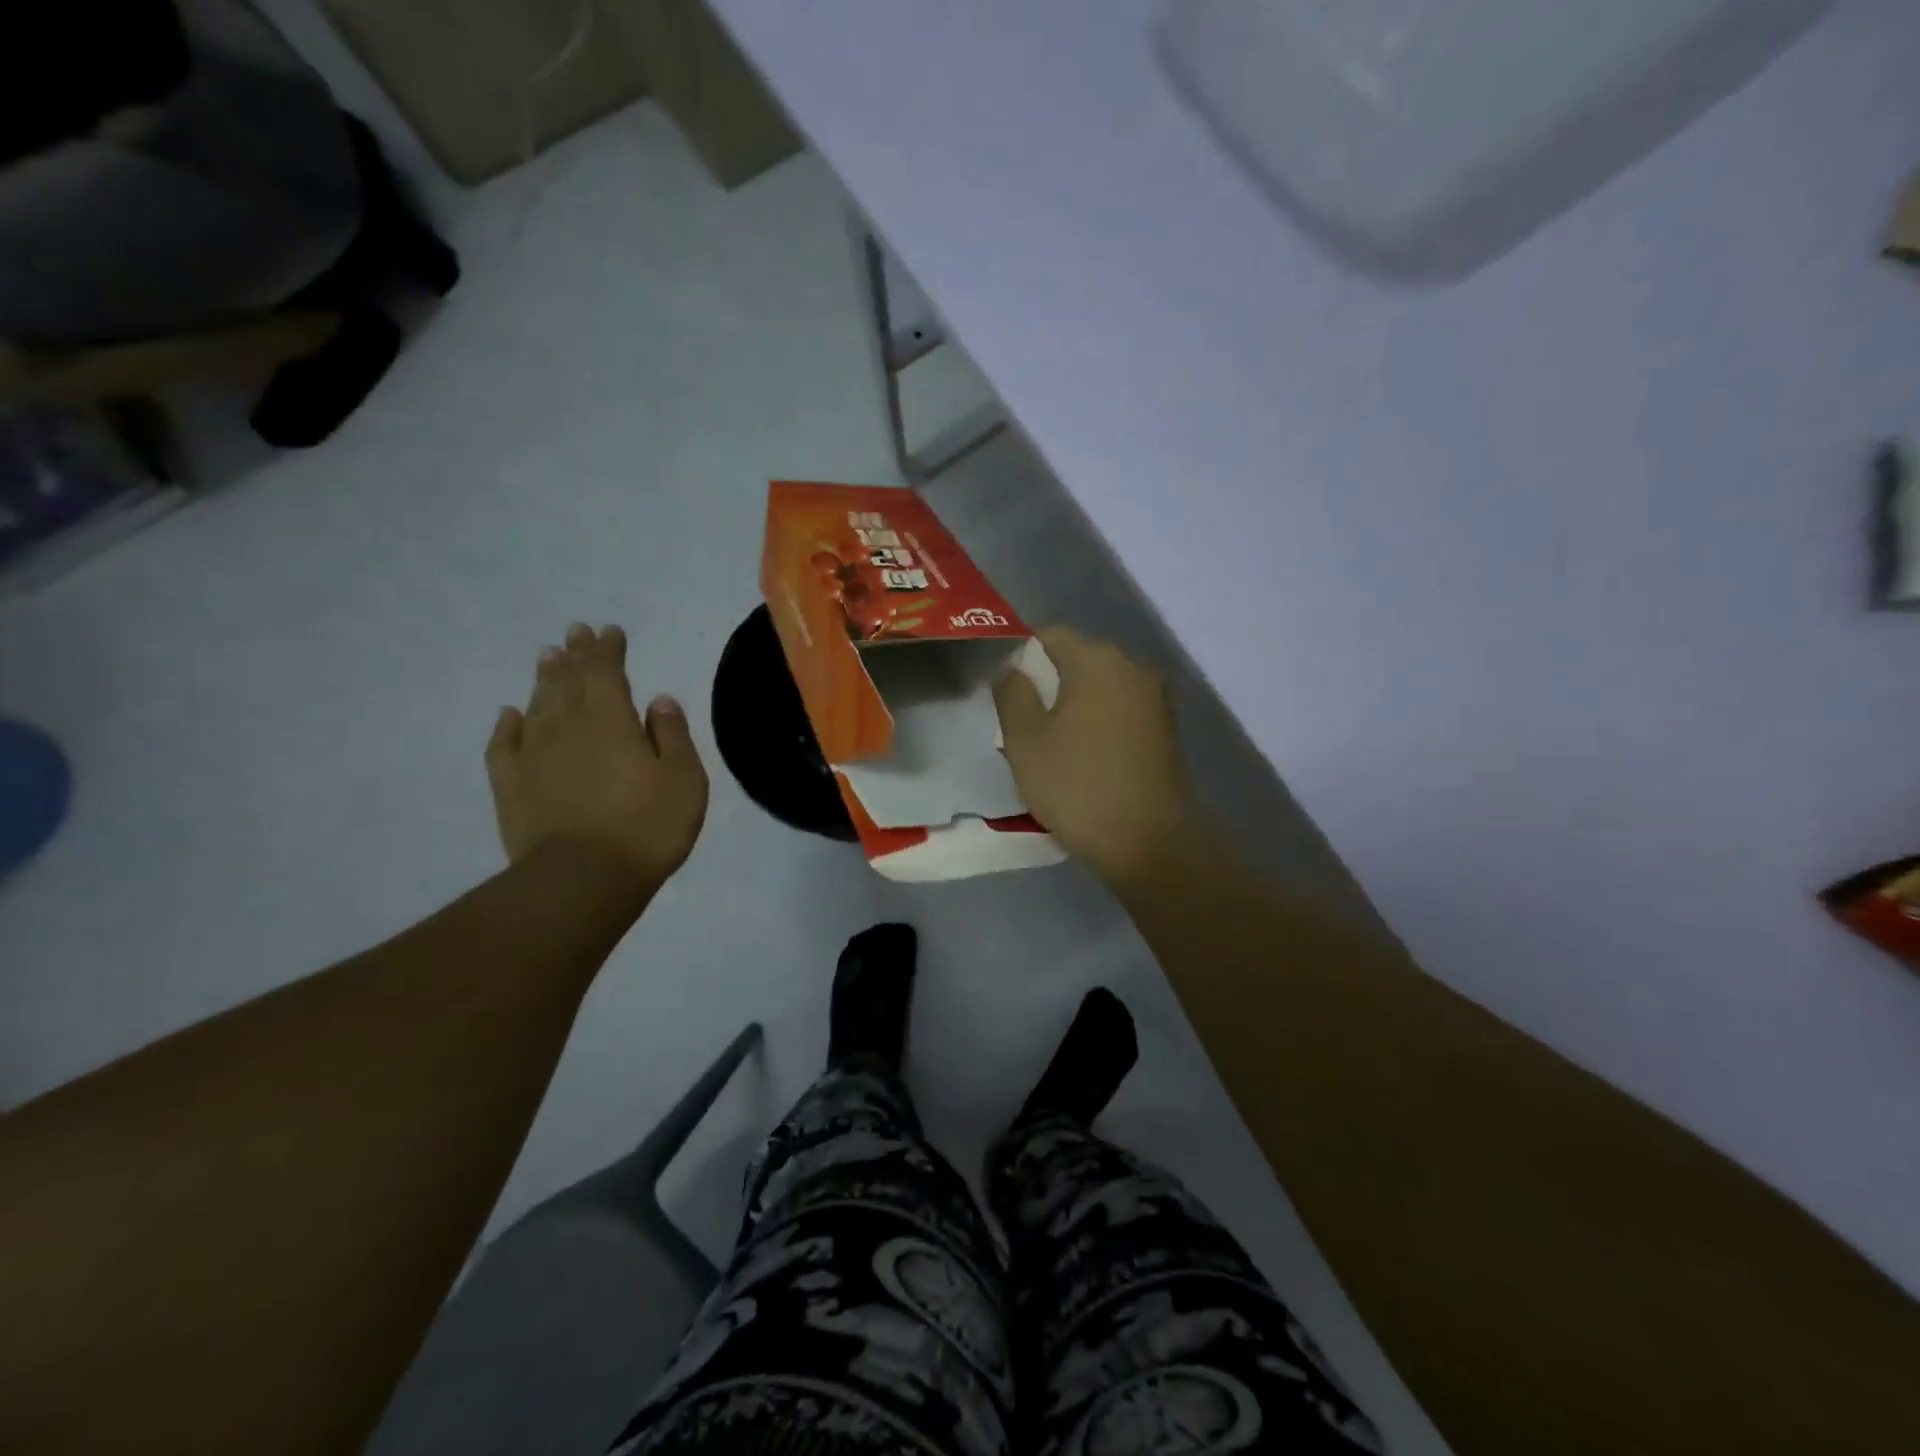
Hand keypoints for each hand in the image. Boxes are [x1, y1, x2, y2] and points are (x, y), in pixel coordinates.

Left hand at [486, 623, 707, 889]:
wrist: (582, 880)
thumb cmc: (647, 827)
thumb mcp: (684, 780)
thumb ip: (673, 735)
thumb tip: (659, 700)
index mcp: (611, 720)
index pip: (606, 671)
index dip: (608, 649)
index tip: (610, 632)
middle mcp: (567, 726)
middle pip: (568, 680)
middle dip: (575, 654)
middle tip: (576, 632)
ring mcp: (533, 755)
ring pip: (537, 704)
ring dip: (544, 679)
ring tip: (547, 658)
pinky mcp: (511, 785)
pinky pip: (504, 744)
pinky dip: (508, 724)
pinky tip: (510, 714)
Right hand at [993, 626, 1193, 885]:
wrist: (1148, 840)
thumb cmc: (1076, 785)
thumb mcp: (1024, 740)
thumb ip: (1012, 693)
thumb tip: (1012, 668)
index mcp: (1096, 660)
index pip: (1049, 634)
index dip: (1020, 653)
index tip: (1003, 688)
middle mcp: (1132, 666)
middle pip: (1079, 657)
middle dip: (1049, 679)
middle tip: (1023, 718)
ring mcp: (1155, 696)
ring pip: (1101, 684)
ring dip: (1075, 701)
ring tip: (1052, 739)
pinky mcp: (1166, 726)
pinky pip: (1121, 708)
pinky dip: (1100, 718)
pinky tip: (1085, 752)